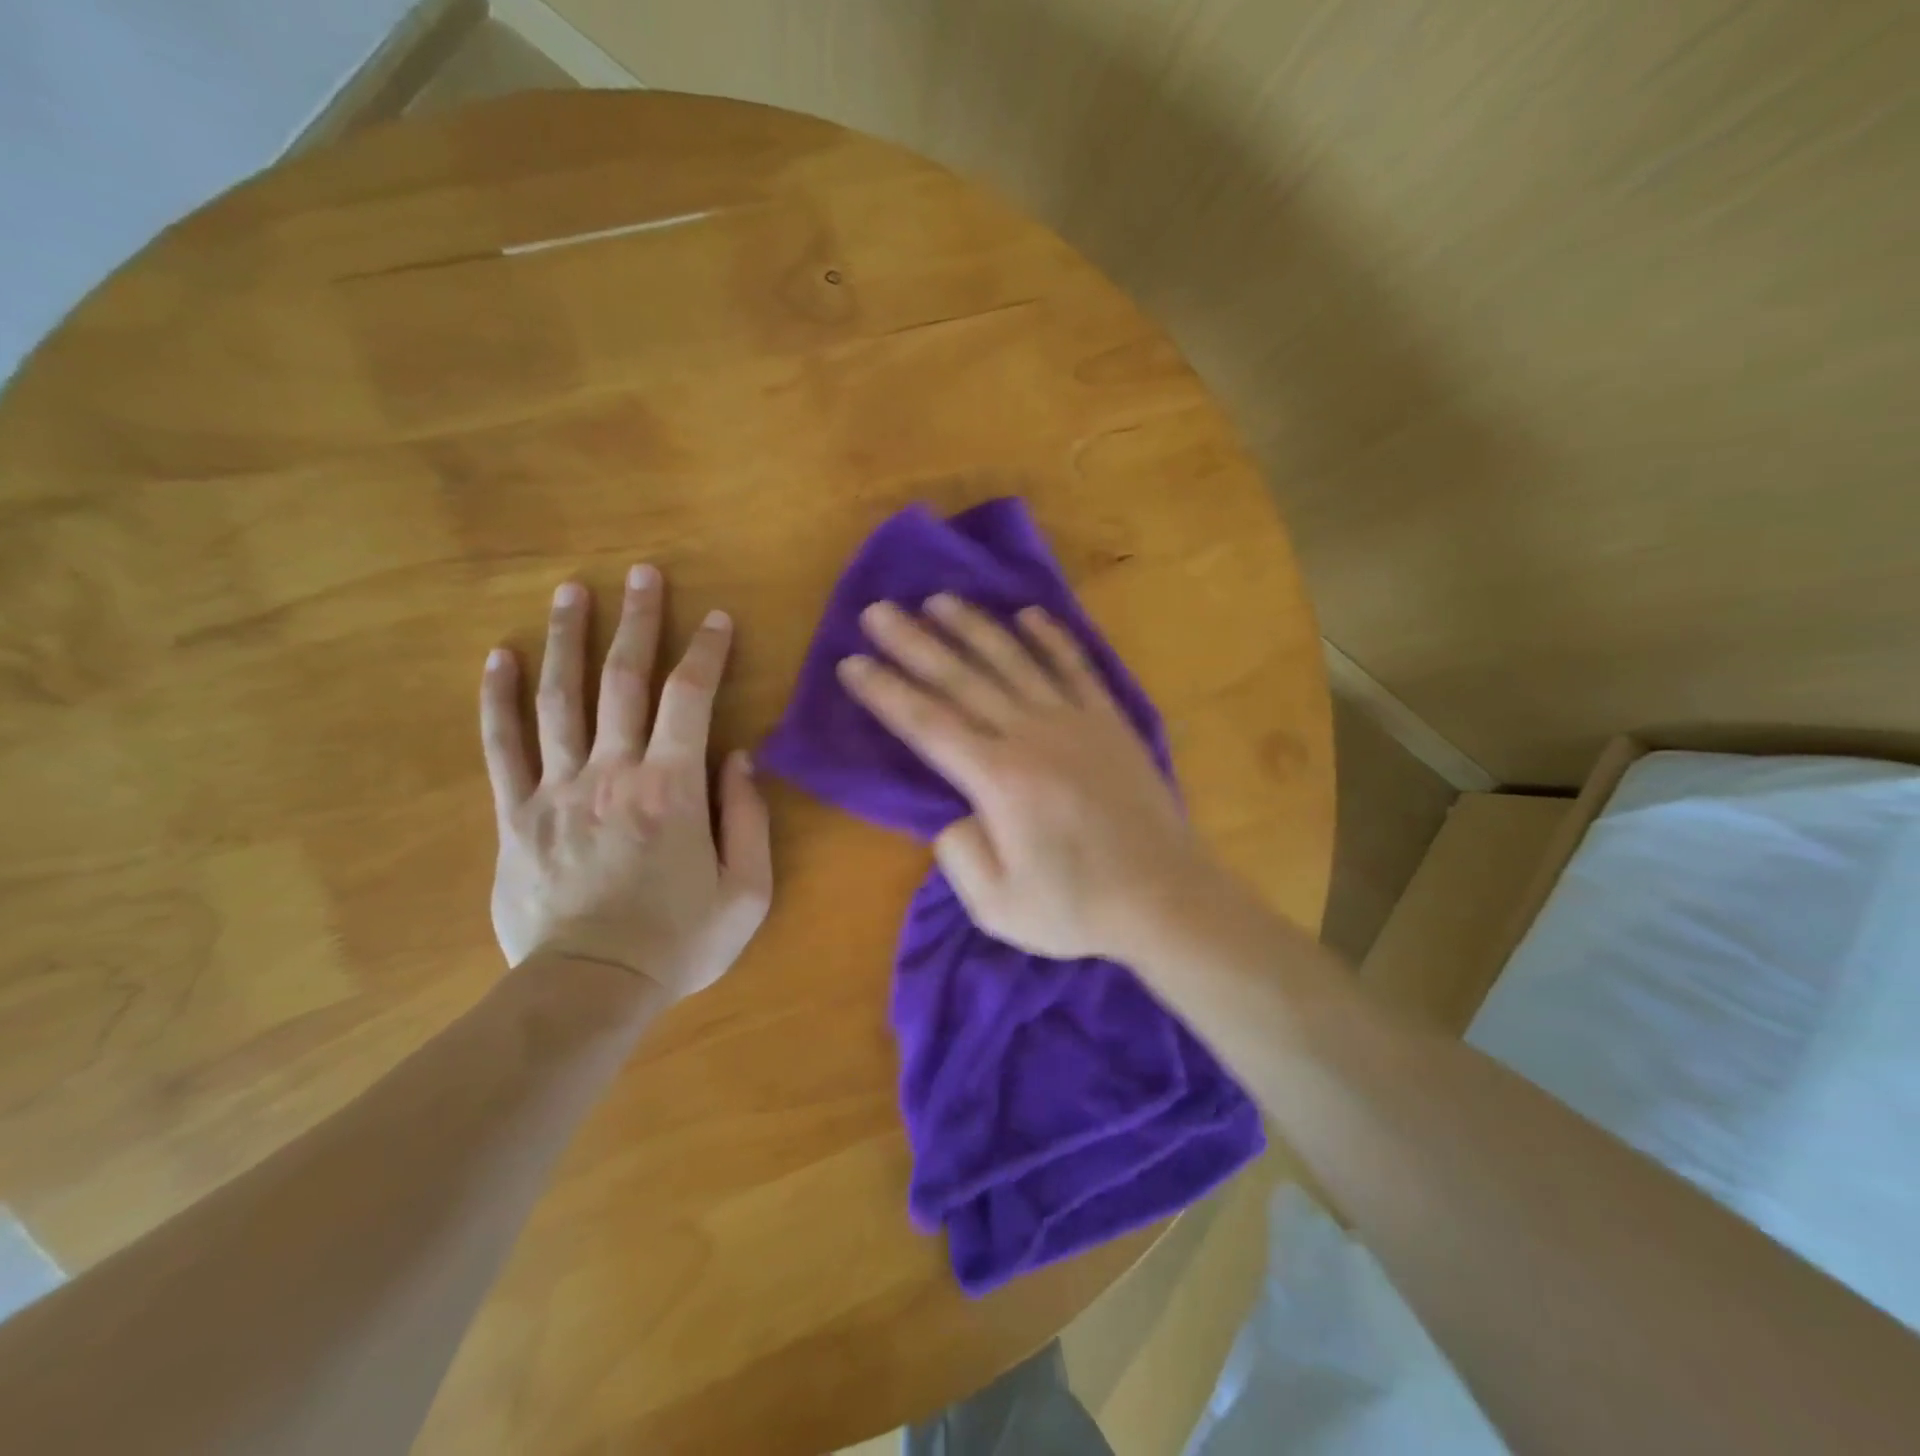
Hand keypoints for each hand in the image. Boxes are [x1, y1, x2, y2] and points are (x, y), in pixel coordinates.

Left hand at [480, 566, 771, 1000]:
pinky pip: (503, 746)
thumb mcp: (746, 889)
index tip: (716, 618)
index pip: (692, 698)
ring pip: (560, 698)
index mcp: (674, 788)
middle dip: (637, 621)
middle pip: (624, 680)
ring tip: (571, 590)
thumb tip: (738, 757)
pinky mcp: (517, 814)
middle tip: (641, 573)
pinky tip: (499, 657)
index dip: (706, 652)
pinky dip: (499, 698)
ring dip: (568, 639)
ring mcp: (558, 789)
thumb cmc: (679, 941)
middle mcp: (615, 772)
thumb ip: (749, 817)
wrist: (590, 989)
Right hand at [838, 595, 1213, 960]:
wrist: (1165, 898)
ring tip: (939, 600)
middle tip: (878, 610)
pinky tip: (1028, 615)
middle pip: (961, 679)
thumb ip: (958, 854)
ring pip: (1013, 661)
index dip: (885, 691)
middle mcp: (1030, 735)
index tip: (851, 662)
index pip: (927, 723)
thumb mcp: (996, 905)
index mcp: (997, 779)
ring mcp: (1074, 721)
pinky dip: (1051, 638)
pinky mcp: (1109, 721)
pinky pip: (1075, 667)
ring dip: (973, 627)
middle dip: (914, 643)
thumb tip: (954, 813)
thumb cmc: (1077, 908)